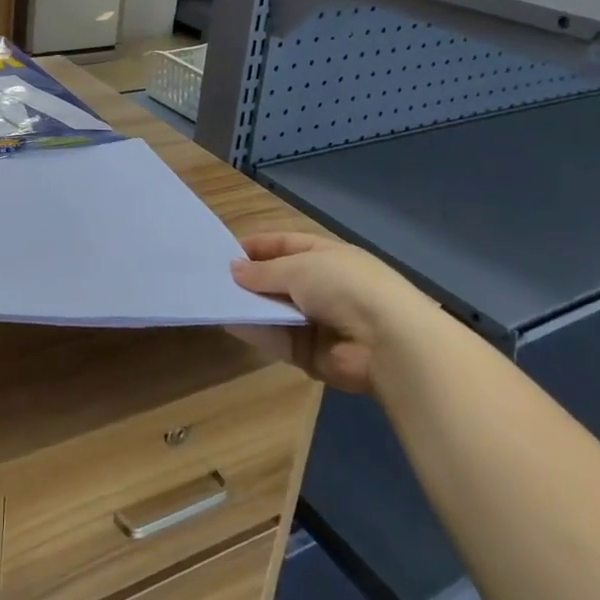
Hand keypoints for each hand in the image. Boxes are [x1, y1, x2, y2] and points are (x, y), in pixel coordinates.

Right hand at [227, 233, 444, 397]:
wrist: (387, 342)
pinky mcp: (310, 353)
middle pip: (278, 280)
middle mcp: (322, 286)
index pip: (286, 246)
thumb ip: (264, 271)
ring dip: (248, 306)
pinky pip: (277, 339)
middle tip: (212, 278)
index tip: (225, 251)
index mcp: (327, 256)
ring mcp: (317, 321)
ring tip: (214, 299)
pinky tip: (229, 323)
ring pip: (274, 310)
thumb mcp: (299, 267)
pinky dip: (255, 332)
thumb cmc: (345, 287)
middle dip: (249, 279)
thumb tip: (234, 269)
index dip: (258, 247)